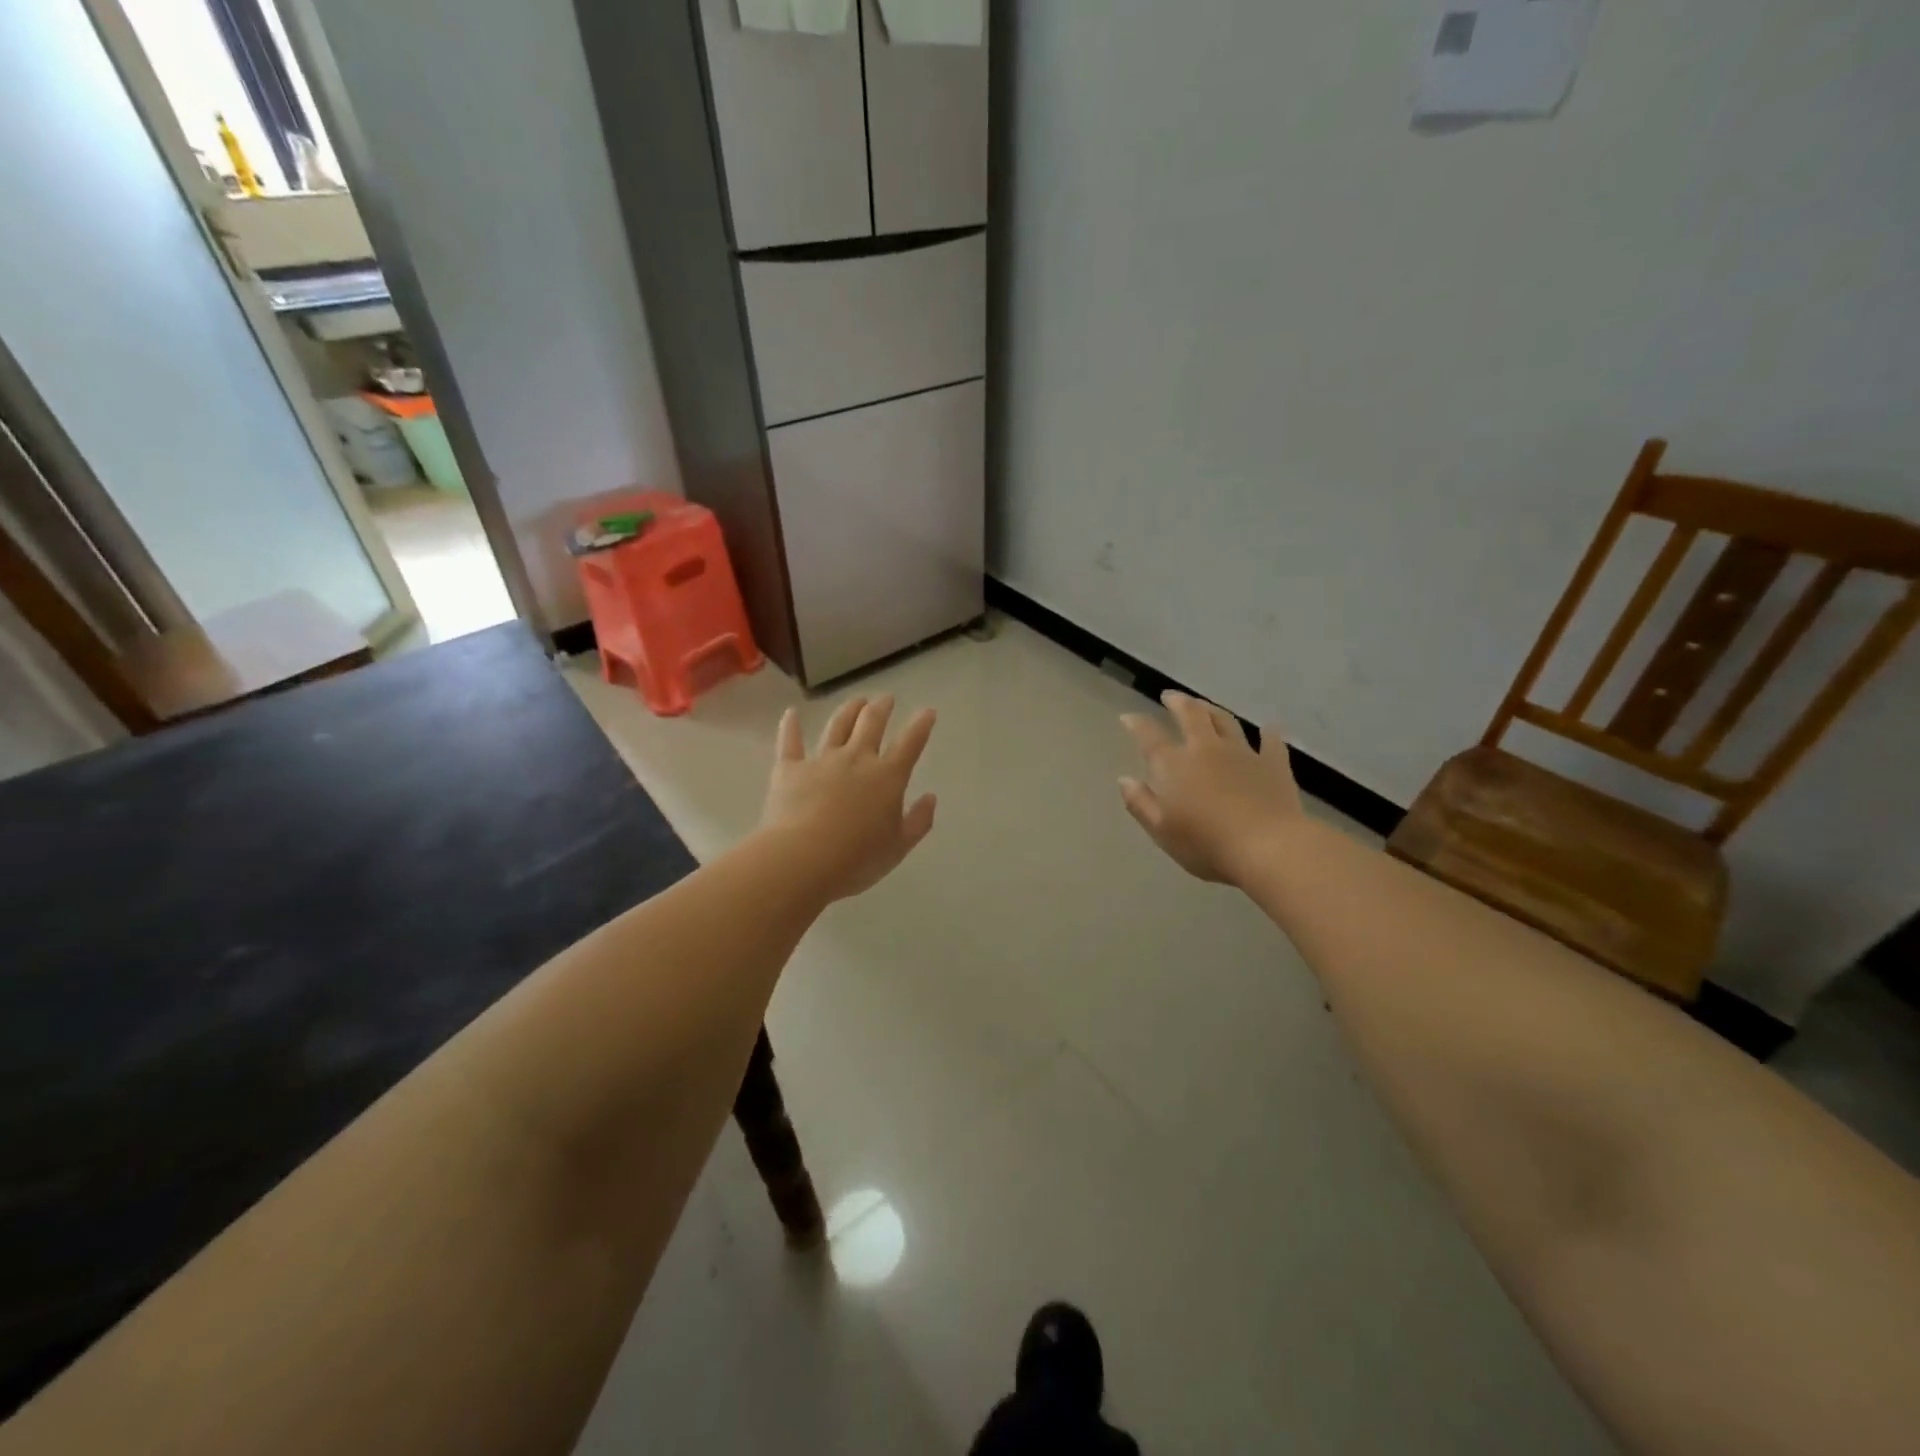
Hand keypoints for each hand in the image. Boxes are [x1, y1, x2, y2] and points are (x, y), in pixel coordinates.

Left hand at [761, 695, 937, 901]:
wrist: (802, 859)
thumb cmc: (857, 858)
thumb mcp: (898, 847)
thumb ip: (918, 821)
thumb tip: (930, 797)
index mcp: (887, 777)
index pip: (910, 743)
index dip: (921, 725)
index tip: (927, 711)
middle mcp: (856, 759)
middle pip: (871, 723)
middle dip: (882, 707)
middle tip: (886, 699)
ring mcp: (821, 760)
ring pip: (837, 725)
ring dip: (849, 709)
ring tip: (856, 700)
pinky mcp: (789, 769)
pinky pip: (790, 742)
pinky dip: (790, 726)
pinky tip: (790, 713)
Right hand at [1119, 691, 1302, 884]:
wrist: (1268, 847)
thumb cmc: (1206, 844)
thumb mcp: (1161, 831)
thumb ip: (1141, 803)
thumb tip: (1124, 780)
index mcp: (1174, 765)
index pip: (1150, 737)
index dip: (1137, 724)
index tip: (1128, 717)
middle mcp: (1206, 750)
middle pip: (1191, 716)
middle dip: (1178, 703)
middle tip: (1170, 696)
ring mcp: (1243, 754)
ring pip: (1226, 722)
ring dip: (1213, 710)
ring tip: (1205, 705)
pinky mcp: (1274, 765)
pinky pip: (1271, 743)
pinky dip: (1268, 734)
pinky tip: (1268, 729)